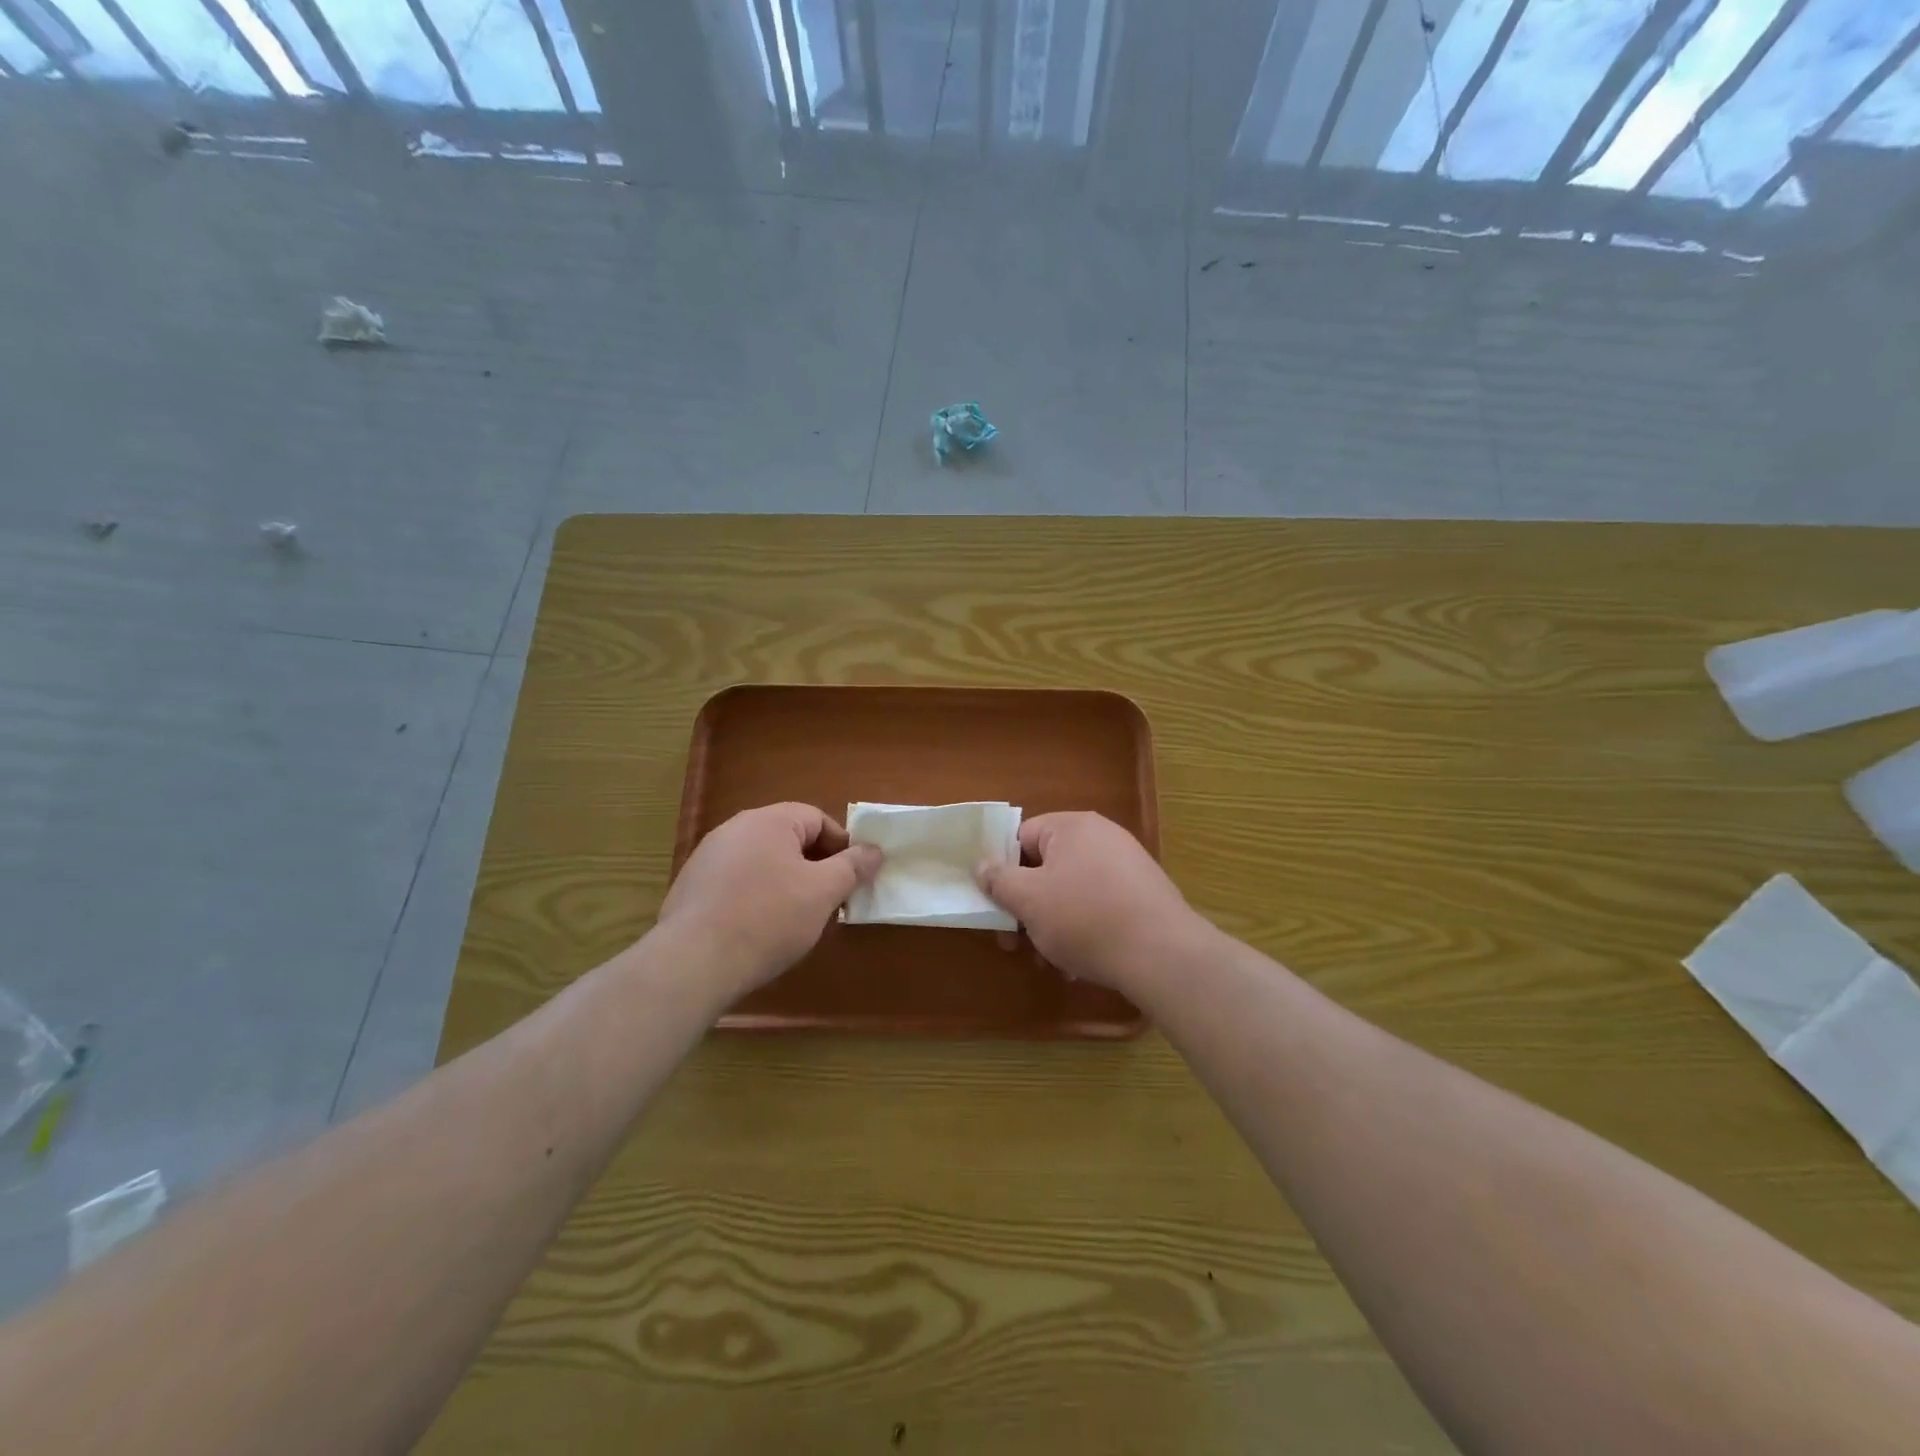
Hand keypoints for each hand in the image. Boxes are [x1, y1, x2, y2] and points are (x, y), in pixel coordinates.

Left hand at [657, 803, 881, 998]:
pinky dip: (755, 898)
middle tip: (829, 900)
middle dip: (814, 866)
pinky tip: (759, 930)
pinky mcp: (691, 888)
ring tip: (796, 919)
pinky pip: (736, 883)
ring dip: (785, 883)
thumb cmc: (768, 918)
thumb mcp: (823, 892)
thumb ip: (853, 867)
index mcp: (768, 821)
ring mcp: (707, 858)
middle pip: (788, 839)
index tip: (852, 878)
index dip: (841, 846)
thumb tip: (874, 851)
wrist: (693, 962)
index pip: (817, 819)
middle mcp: (734, 829)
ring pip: (762, 862)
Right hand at [974, 812, 1204, 992]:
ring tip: (1049, 964)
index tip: (995, 906)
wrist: (1163, 955)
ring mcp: (1126, 867)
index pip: (1021, 838)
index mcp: (1071, 827)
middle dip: (1026, 908)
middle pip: (1046, 868)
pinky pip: (1098, 908)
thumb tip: (981, 865)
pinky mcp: (1143, 896)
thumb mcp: (1029, 900)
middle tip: (1014, 944)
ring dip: (1051, 928)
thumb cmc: (1085, 918)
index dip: (1002, 872)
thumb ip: (999, 880)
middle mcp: (1101, 838)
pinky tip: (1078, 968)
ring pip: (1070, 893)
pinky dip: (1082, 933)